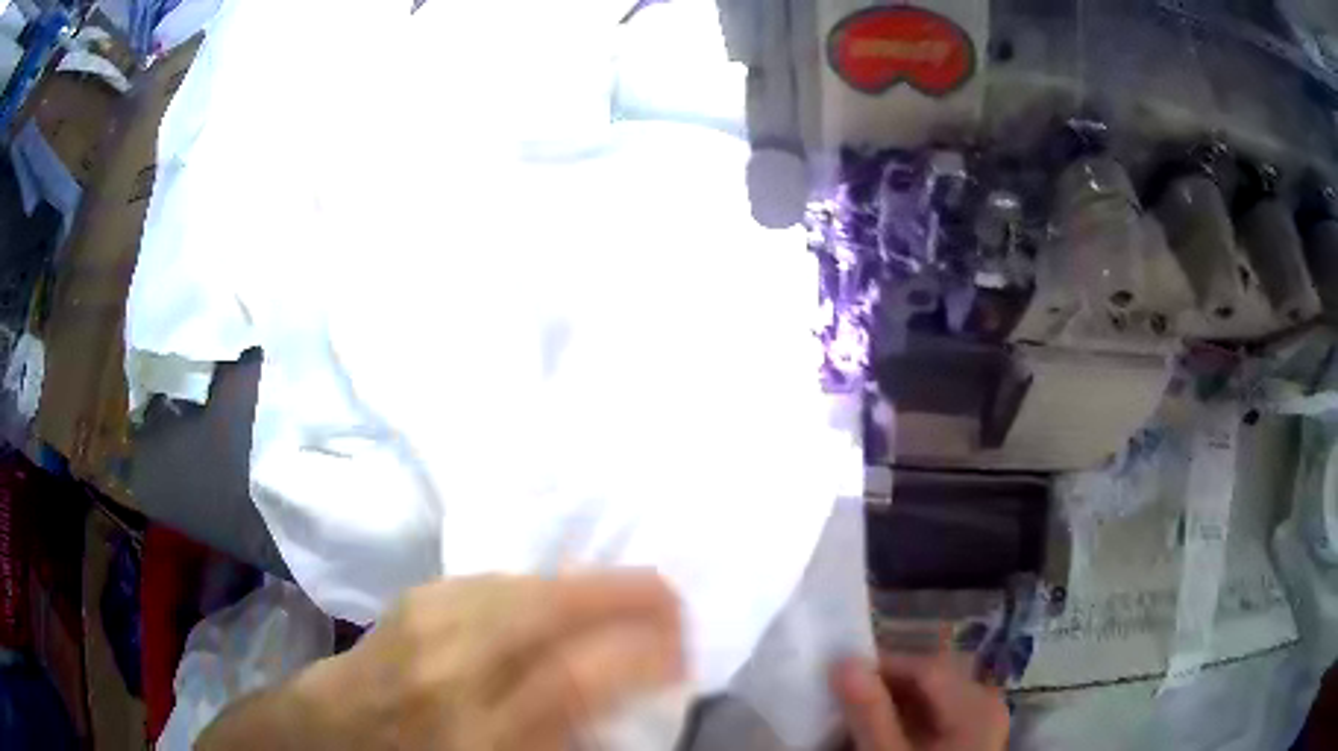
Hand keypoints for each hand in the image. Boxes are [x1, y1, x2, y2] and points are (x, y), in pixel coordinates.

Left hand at [197, 572, 682, 750]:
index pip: (573, 680)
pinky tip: (551, 590)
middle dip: (621, 595)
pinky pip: (485, 582)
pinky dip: (531, 583)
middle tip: (671, 595)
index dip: (638, 653)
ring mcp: (423, 626)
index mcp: (477, 732)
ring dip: (579, 584)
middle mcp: (450, 671)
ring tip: (624, 588)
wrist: (325, 739)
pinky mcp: (409, 602)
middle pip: (544, 612)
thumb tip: (616, 708)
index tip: (683, 646)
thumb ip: (556, 740)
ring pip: (517, 586)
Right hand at [831, 648, 1008, 750]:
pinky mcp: (971, 739)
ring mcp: (981, 723)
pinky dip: (907, 719)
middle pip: (932, 679)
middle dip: (886, 684)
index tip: (838, 673)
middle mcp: (985, 705)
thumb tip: (843, 663)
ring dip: (894, 701)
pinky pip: (938, 716)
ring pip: (933, 697)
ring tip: (856, 713)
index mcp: (975, 705)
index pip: (926, 667)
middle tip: (843, 694)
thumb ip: (869, 713)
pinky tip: (881, 731)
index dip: (882, 664)